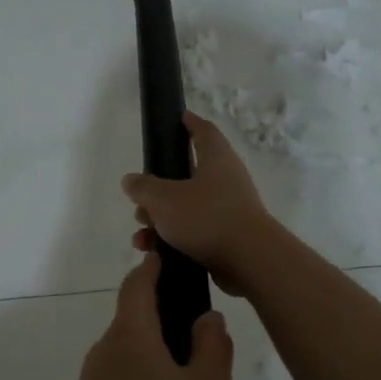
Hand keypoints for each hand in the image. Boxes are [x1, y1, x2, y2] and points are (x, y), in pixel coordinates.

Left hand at [62, 254, 233, 379]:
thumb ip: (213, 346)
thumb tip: (206, 317)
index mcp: (132, 333)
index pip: (137, 284)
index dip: (152, 267)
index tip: (166, 258)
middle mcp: (106, 346)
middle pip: (133, 316)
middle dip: (160, 313)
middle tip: (196, 329)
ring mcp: (93, 375)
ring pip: (127, 348)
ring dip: (153, 349)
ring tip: (187, 376)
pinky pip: (119, 374)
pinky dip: (141, 374)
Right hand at [122, 112, 276, 295]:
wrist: (249, 261)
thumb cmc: (206, 218)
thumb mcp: (163, 199)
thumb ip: (143, 187)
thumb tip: (131, 180)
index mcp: (215, 159)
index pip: (203, 131)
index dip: (189, 123)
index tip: (177, 118)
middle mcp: (225, 180)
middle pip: (186, 175)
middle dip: (157, 189)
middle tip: (139, 199)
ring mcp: (228, 209)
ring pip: (185, 207)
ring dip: (160, 218)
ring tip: (142, 234)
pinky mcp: (226, 237)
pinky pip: (193, 232)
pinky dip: (172, 238)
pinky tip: (153, 250)